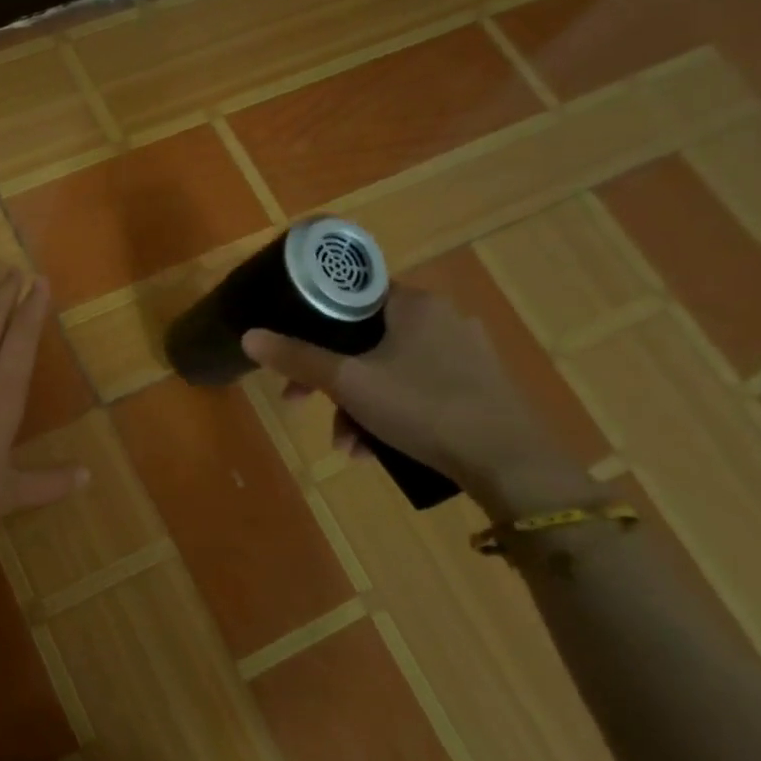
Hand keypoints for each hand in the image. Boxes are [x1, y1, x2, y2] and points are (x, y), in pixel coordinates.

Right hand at [241, 286, 598, 520]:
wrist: (512, 465)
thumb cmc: (423, 408)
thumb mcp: (349, 383)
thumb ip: (297, 357)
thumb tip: (248, 335)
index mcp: (414, 304)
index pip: (350, 295)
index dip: (312, 322)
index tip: (291, 353)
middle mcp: (442, 318)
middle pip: (363, 339)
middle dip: (329, 378)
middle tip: (302, 403)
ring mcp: (465, 354)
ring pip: (388, 370)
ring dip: (356, 405)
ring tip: (346, 445)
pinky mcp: (478, 387)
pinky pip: (416, 390)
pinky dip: (389, 414)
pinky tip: (376, 450)